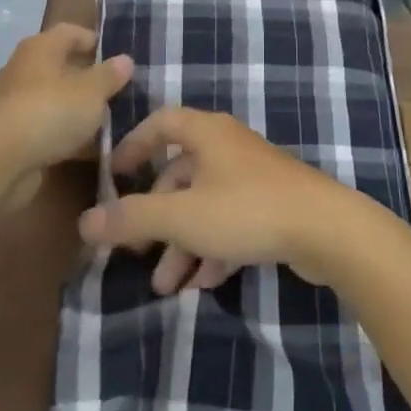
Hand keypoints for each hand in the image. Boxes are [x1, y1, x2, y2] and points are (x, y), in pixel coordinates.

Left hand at [0, 25, 133, 175]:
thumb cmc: (49, 112)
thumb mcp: (91, 91)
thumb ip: (110, 75)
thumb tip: (125, 59)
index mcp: (41, 48)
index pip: (70, 32)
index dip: (93, 39)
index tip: (117, 54)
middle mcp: (25, 70)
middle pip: (62, 66)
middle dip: (90, 77)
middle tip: (120, 88)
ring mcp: (18, 104)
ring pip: (57, 99)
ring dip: (80, 108)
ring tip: (112, 118)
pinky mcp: (16, 135)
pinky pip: (50, 127)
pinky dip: (69, 134)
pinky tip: (93, 147)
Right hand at [78, 107, 370, 293]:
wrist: (326, 228)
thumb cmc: (246, 210)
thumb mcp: (181, 216)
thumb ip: (132, 218)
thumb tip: (85, 222)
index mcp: (207, 133)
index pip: (161, 123)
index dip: (133, 145)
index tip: (114, 176)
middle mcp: (229, 146)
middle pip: (180, 174)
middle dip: (156, 217)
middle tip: (138, 254)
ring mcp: (254, 175)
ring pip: (205, 204)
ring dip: (183, 243)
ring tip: (167, 287)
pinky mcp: (273, 204)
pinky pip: (231, 221)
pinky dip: (213, 247)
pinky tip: (205, 283)